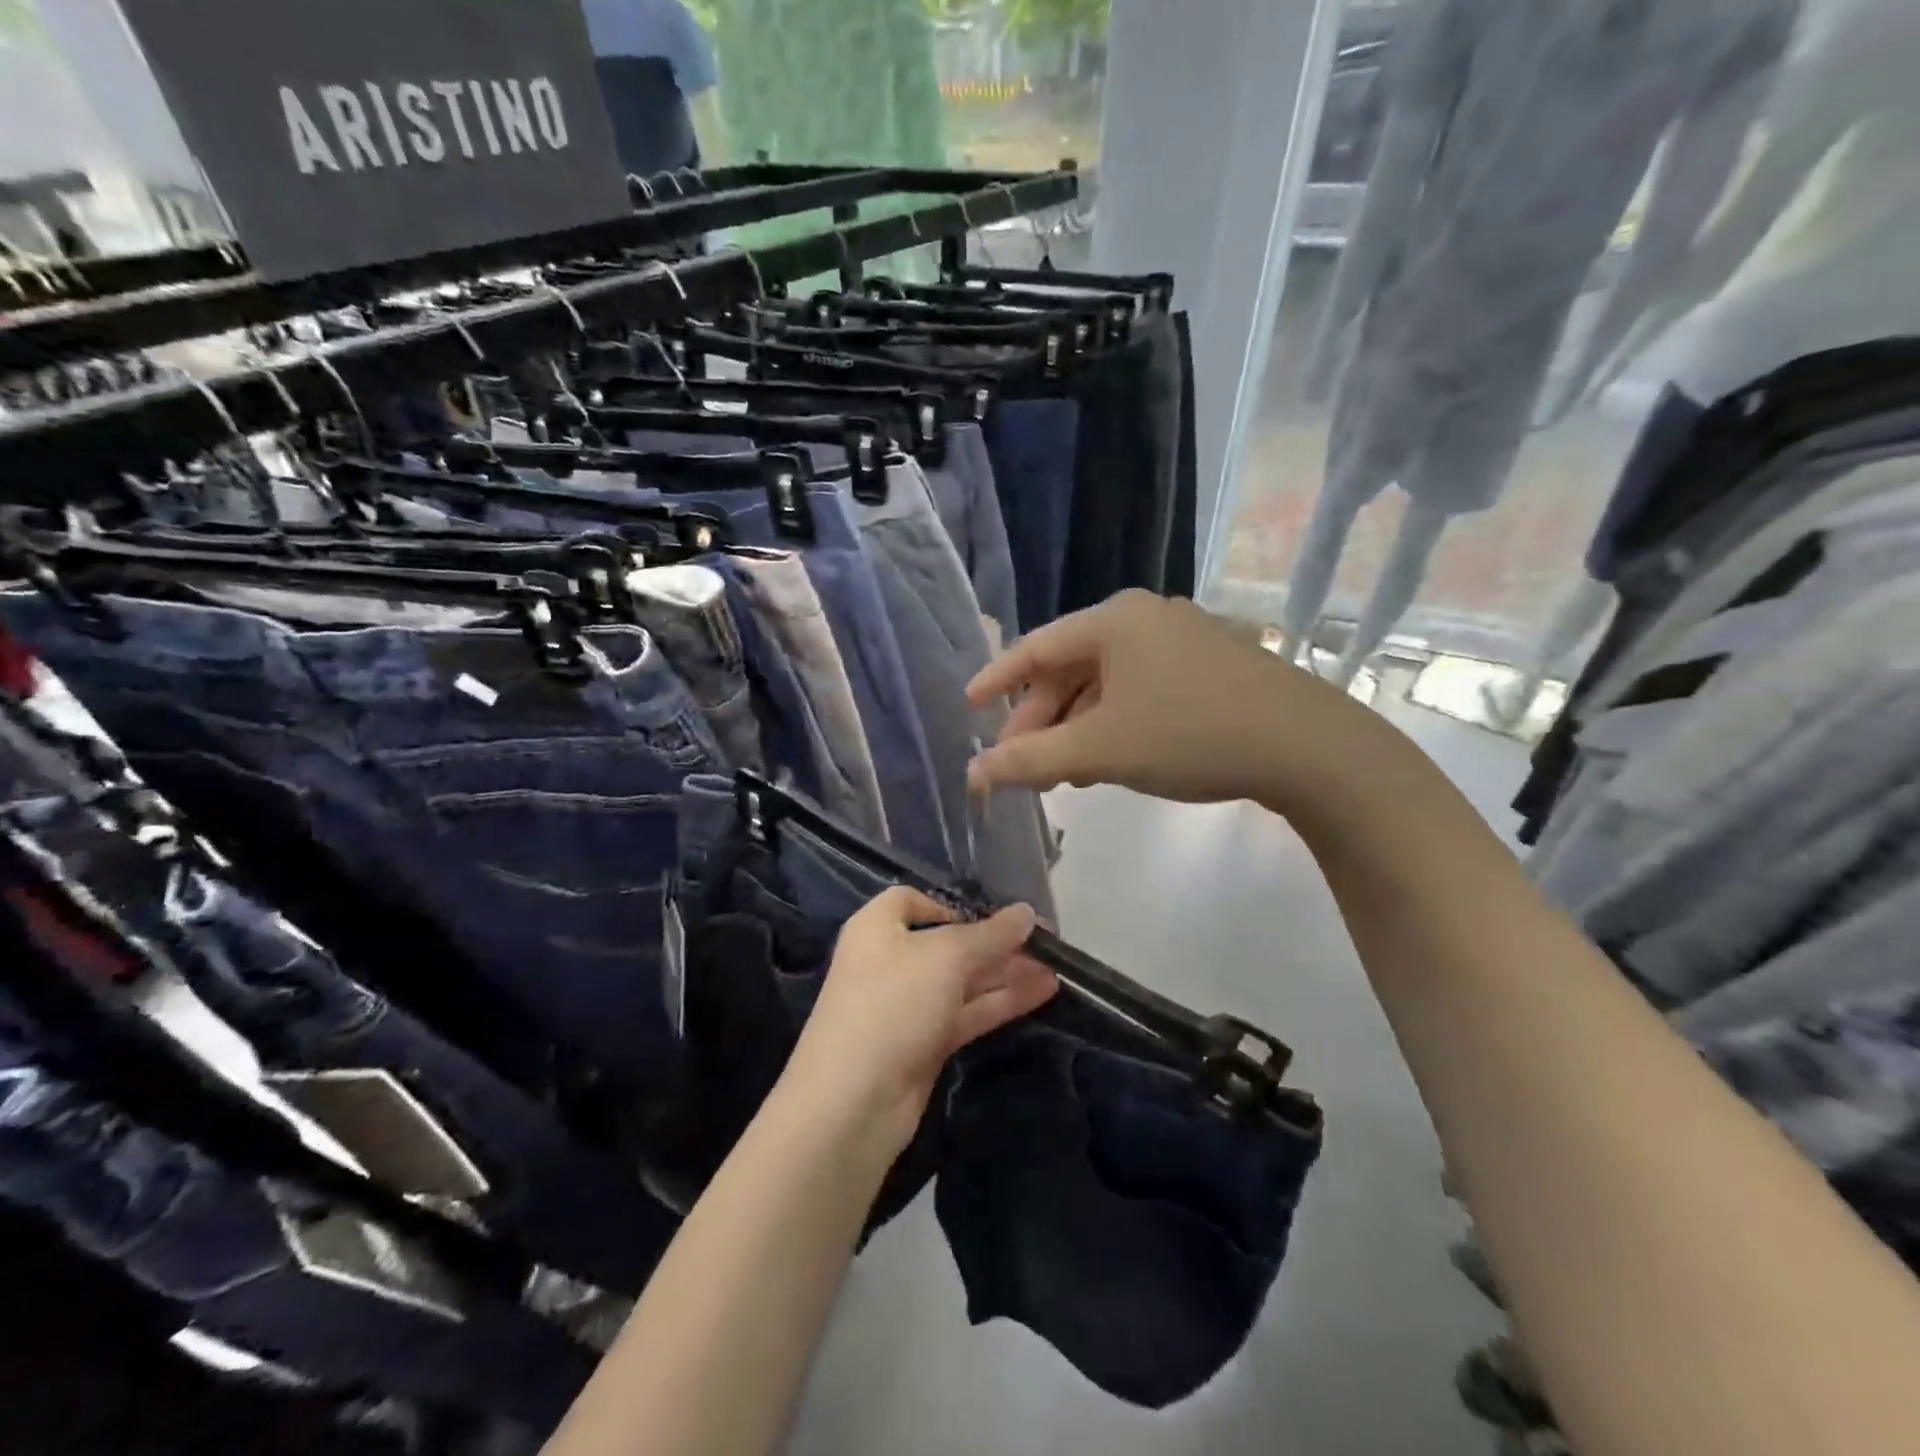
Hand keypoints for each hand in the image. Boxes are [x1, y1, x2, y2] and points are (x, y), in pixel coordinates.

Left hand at [779, 889, 1057, 1154]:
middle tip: (1048, 944)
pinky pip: (967, 1013)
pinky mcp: (924, 1043)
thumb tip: (1027, 913)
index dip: (951, 904)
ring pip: (963, 980)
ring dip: (1007, 973)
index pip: (911, 901)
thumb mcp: (944, 958)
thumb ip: (990, 935)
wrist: (852, 1104)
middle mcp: (890, 961)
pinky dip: (1001, 1003)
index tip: (992, 915)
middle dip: (995, 942)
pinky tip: (1042, 993)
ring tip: (1058, 970)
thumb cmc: (891, 1005)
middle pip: (948, 942)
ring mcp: (907, 1006)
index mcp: (877, 928)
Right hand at [966, 590, 1359, 808]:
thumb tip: (973, 775)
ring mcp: (1182, 640)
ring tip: (1060, 773)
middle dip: (1041, 718)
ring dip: (1076, 727)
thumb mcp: (1100, 750)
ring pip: (1106, 683)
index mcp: (1114, 619)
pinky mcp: (1209, 667)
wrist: (1309, 749)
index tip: (969, 708)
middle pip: (1071, 667)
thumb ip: (1030, 761)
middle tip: (1020, 765)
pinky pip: (1139, 690)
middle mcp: (1145, 618)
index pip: (1035, 647)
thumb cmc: (1190, 735)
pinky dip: (1113, 723)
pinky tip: (1108, 760)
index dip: (996, 680)